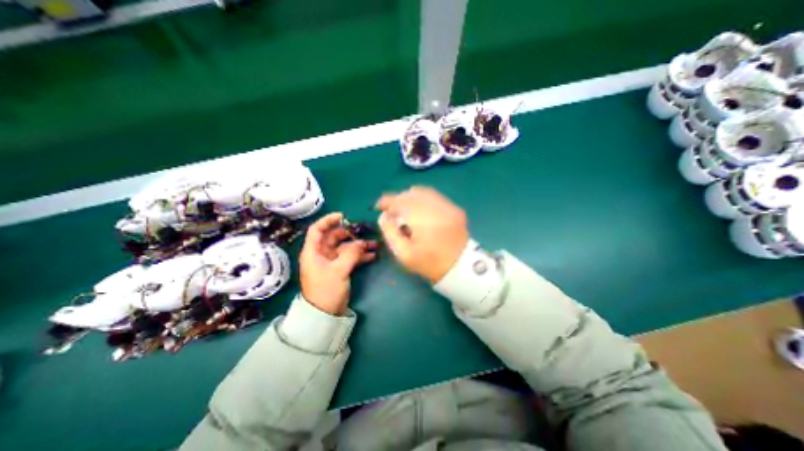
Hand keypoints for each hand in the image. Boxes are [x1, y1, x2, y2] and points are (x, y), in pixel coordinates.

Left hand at [300, 214, 378, 315]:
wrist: (325, 314)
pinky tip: (372, 256)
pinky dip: (360, 256)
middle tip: (364, 232)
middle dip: (350, 234)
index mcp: (313, 251)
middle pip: (335, 237)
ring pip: (345, 247)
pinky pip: (350, 257)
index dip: (328, 220)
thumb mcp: (338, 271)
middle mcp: (321, 254)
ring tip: (374, 245)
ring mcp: (331, 261)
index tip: (343, 216)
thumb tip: (361, 243)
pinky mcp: (339, 268)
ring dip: (359, 245)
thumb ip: (351, 254)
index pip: (317, 230)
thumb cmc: (326, 290)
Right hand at [377, 185, 471, 282]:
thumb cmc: (429, 263)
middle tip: (391, 210)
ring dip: (409, 197)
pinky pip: (434, 196)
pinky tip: (418, 209)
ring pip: (423, 192)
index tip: (379, 206)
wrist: (460, 267)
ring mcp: (448, 206)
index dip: (387, 201)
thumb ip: (390, 233)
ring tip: (404, 209)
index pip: (401, 201)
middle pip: (411, 194)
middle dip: (397, 199)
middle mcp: (436, 208)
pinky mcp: (454, 208)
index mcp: (423, 220)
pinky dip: (422, 198)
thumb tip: (383, 216)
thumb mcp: (404, 254)